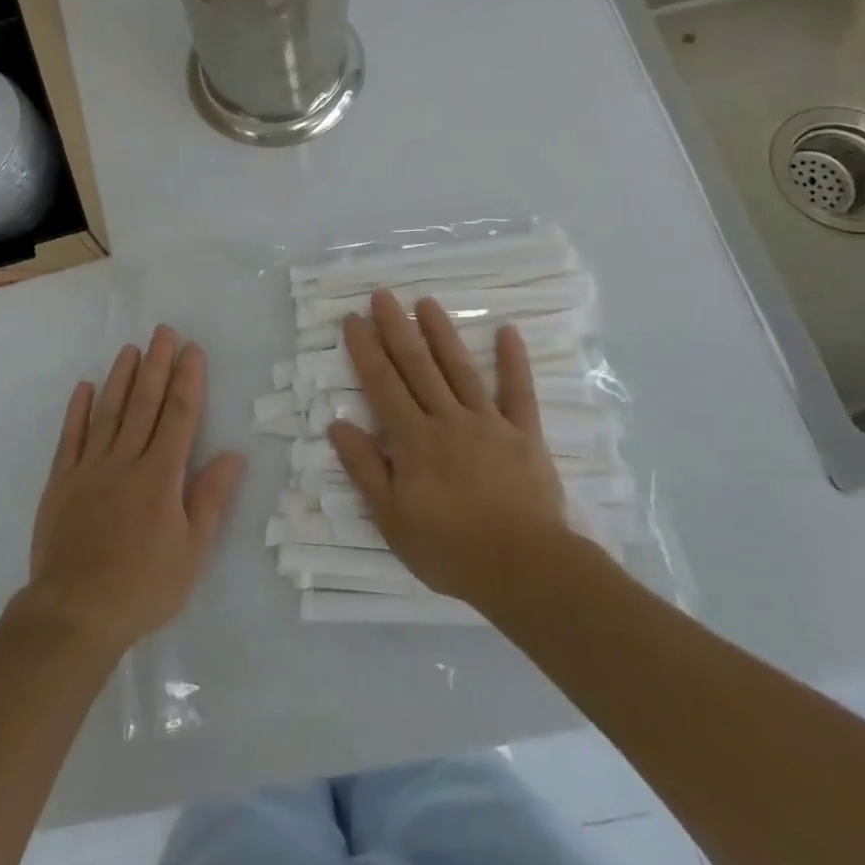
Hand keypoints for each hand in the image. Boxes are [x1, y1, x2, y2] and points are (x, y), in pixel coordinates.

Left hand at [18, 326, 245, 655]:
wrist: (74, 613)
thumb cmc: (143, 587)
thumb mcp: (192, 552)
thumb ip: (210, 499)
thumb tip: (234, 455)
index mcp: (161, 476)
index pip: (180, 417)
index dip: (188, 381)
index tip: (193, 350)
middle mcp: (126, 461)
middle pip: (145, 404)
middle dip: (157, 365)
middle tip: (164, 331)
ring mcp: (89, 469)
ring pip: (108, 412)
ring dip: (121, 377)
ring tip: (131, 348)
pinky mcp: (60, 482)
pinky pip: (70, 438)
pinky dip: (77, 411)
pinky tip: (84, 387)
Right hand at [327, 290, 596, 611]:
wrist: (526, 569)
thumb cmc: (451, 549)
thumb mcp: (392, 520)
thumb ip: (365, 470)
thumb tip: (337, 424)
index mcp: (414, 440)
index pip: (382, 384)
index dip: (365, 349)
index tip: (353, 319)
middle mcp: (448, 420)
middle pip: (417, 366)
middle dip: (397, 328)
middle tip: (383, 295)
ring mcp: (489, 423)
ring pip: (460, 369)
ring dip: (442, 333)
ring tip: (426, 302)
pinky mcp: (524, 434)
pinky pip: (519, 392)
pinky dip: (514, 361)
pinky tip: (508, 330)